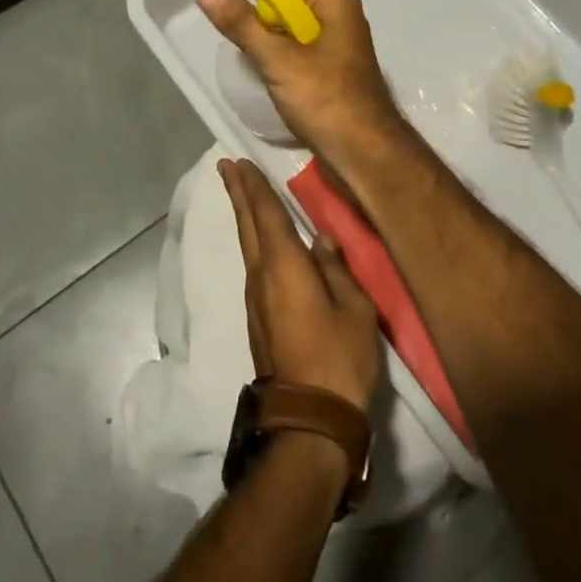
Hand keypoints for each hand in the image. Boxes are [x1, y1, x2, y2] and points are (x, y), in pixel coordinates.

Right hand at [198, 0, 405, 170]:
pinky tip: (245, 24)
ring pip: (286, 3)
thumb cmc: (327, 101)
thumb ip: (242, 24)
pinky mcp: (322, 56)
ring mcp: (329, 32)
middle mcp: (332, 7)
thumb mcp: (279, 61)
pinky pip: (288, 26)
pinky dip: (264, 20)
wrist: (365, 151)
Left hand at [220, 158, 380, 414]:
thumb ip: (336, 269)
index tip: (239, 161)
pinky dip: (253, 241)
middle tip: (226, 166)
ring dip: (244, 216)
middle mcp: (261, 275)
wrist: (308, 420)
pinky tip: (263, 242)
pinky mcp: (258, 318)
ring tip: (243, 194)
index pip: (266, 214)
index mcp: (284, 265)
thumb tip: (321, 239)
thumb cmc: (339, 358)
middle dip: (238, 193)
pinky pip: (254, 265)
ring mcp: (256, 299)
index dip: (253, 186)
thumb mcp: (355, 309)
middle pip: (247, 225)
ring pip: (247, 245)